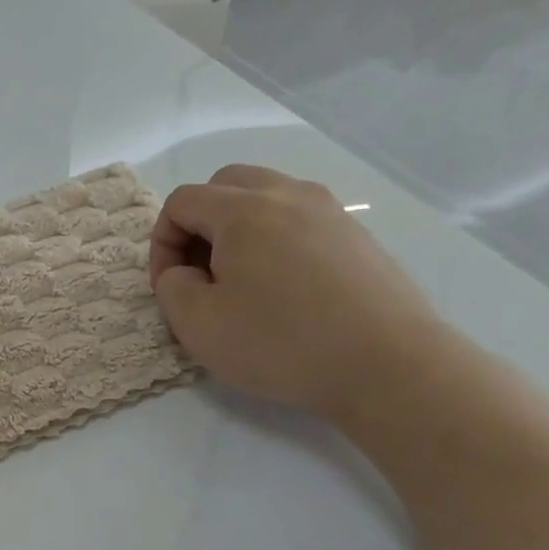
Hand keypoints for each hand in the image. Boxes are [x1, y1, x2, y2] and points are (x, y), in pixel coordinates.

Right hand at [149, 165, 448, 420]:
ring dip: (238, 228)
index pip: (182, 201)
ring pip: (266, 196)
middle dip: (199, 223)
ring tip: (239, 279)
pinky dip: (275, 238)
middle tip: (200, 272)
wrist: (386, 365)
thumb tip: (183, 272)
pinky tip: (281, 287)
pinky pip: (299, 218)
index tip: (169, 285)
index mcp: (244, 211)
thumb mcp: (197, 325)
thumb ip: (171, 287)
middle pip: (225, 184)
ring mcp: (329, 211)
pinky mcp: (355, 235)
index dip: (162, 242)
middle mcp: (287, 195)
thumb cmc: (280, 343)